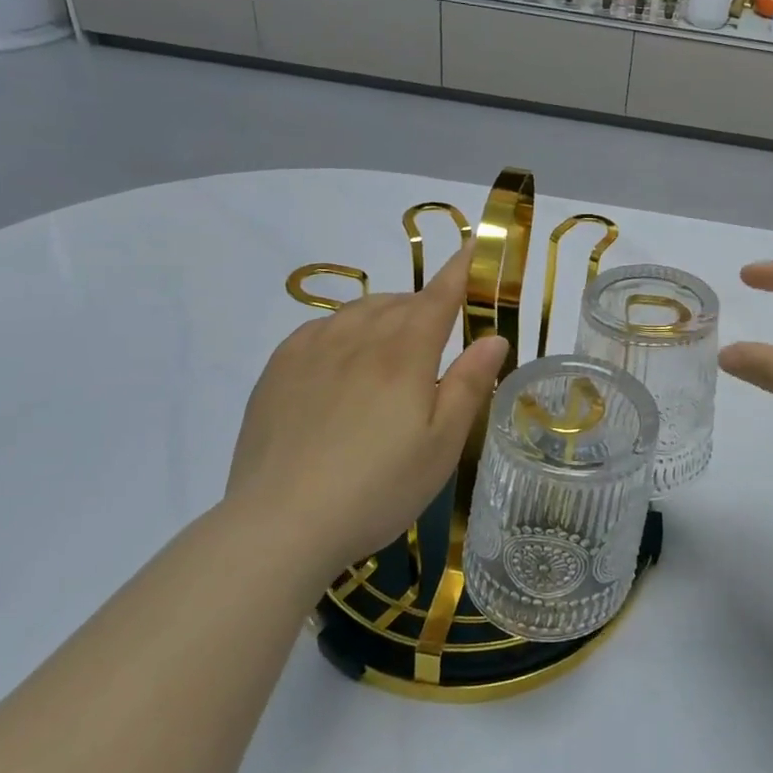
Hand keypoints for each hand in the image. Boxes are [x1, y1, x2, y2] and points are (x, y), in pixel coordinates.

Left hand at [225, 246, 508, 573]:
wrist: (281, 524)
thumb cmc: (378, 488)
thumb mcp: (442, 444)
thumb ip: (469, 385)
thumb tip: (494, 337)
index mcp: (404, 354)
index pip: (438, 298)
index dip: (459, 271)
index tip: (473, 248)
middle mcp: (359, 339)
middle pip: (399, 303)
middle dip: (424, 304)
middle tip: (438, 330)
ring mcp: (312, 351)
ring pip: (359, 311)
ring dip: (385, 313)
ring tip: (394, 342)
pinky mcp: (278, 371)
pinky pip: (319, 328)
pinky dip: (343, 327)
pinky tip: (344, 353)